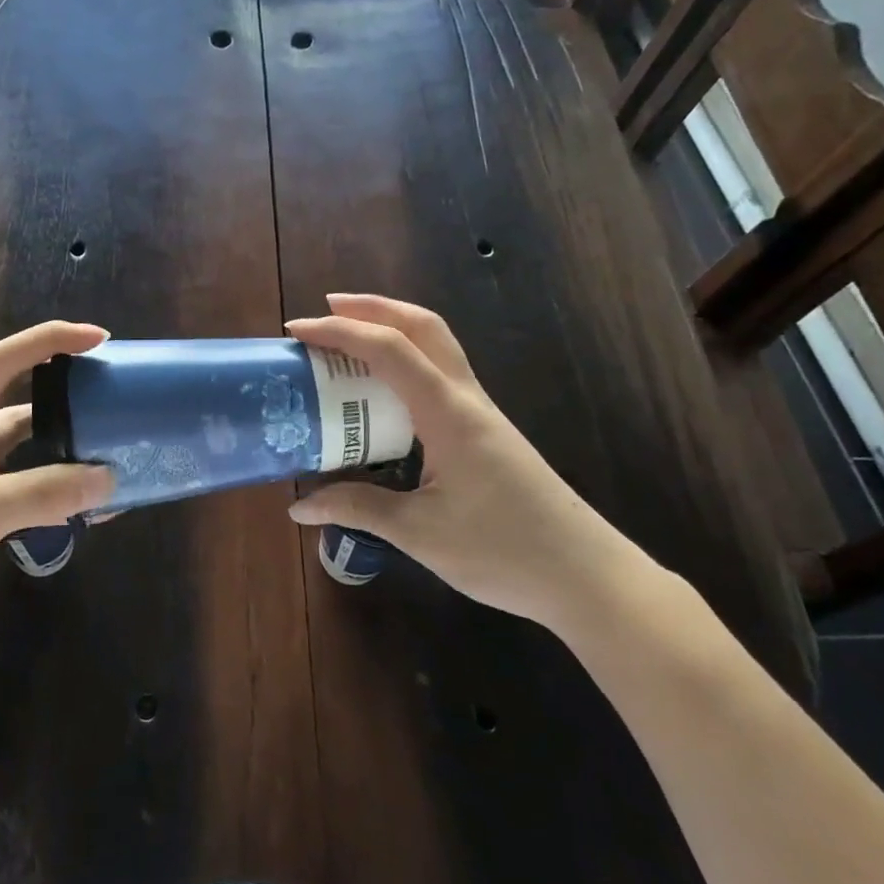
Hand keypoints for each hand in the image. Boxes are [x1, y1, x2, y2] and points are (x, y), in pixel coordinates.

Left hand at [0, 321, 114, 670]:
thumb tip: (110, 478)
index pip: (2, 361)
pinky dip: (64, 491)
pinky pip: (34, 491)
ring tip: (117, 444)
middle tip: (116, 391)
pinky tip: (96, 500)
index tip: (100, 337)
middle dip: (67, 391)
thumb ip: (39, 493)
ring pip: (32, 448)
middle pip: (22, 400)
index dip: (50, 341)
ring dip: (70, 446)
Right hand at [286, 294, 644, 626]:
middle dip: (373, 306)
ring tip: (350, 334)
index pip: (389, 349)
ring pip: (437, 343)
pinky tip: (384, 387)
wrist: (586, 577)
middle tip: (327, 306)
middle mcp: (465, 398)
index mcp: (447, 412)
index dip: (340, 331)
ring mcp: (480, 411)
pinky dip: (407, 357)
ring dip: (393, 325)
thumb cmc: (503, 551)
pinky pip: (440, 372)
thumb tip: (299, 506)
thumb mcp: (420, 532)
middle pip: (423, 325)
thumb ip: (358, 508)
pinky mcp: (485, 429)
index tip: (296, 331)